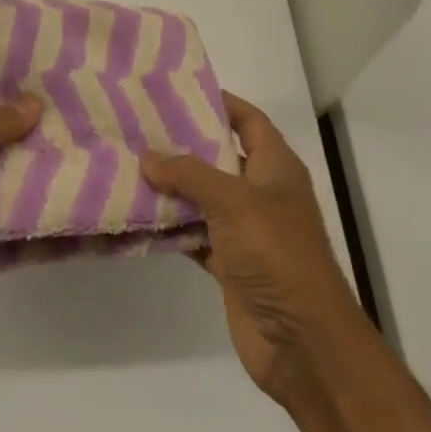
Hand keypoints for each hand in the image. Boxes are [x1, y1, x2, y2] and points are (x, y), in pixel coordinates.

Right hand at [140, 93, 364, 405]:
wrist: (302, 341)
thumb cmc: (276, 254)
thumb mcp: (233, 201)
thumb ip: (188, 173)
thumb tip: (147, 156)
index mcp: (276, 167)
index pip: (248, 120)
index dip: (219, 102)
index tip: (176, 90)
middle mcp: (262, 192)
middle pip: (220, 156)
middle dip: (183, 143)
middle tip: (139, 125)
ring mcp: (246, 230)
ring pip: (203, 197)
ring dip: (172, 186)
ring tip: (128, 163)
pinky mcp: (230, 263)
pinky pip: (195, 234)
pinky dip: (172, 226)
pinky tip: (138, 214)